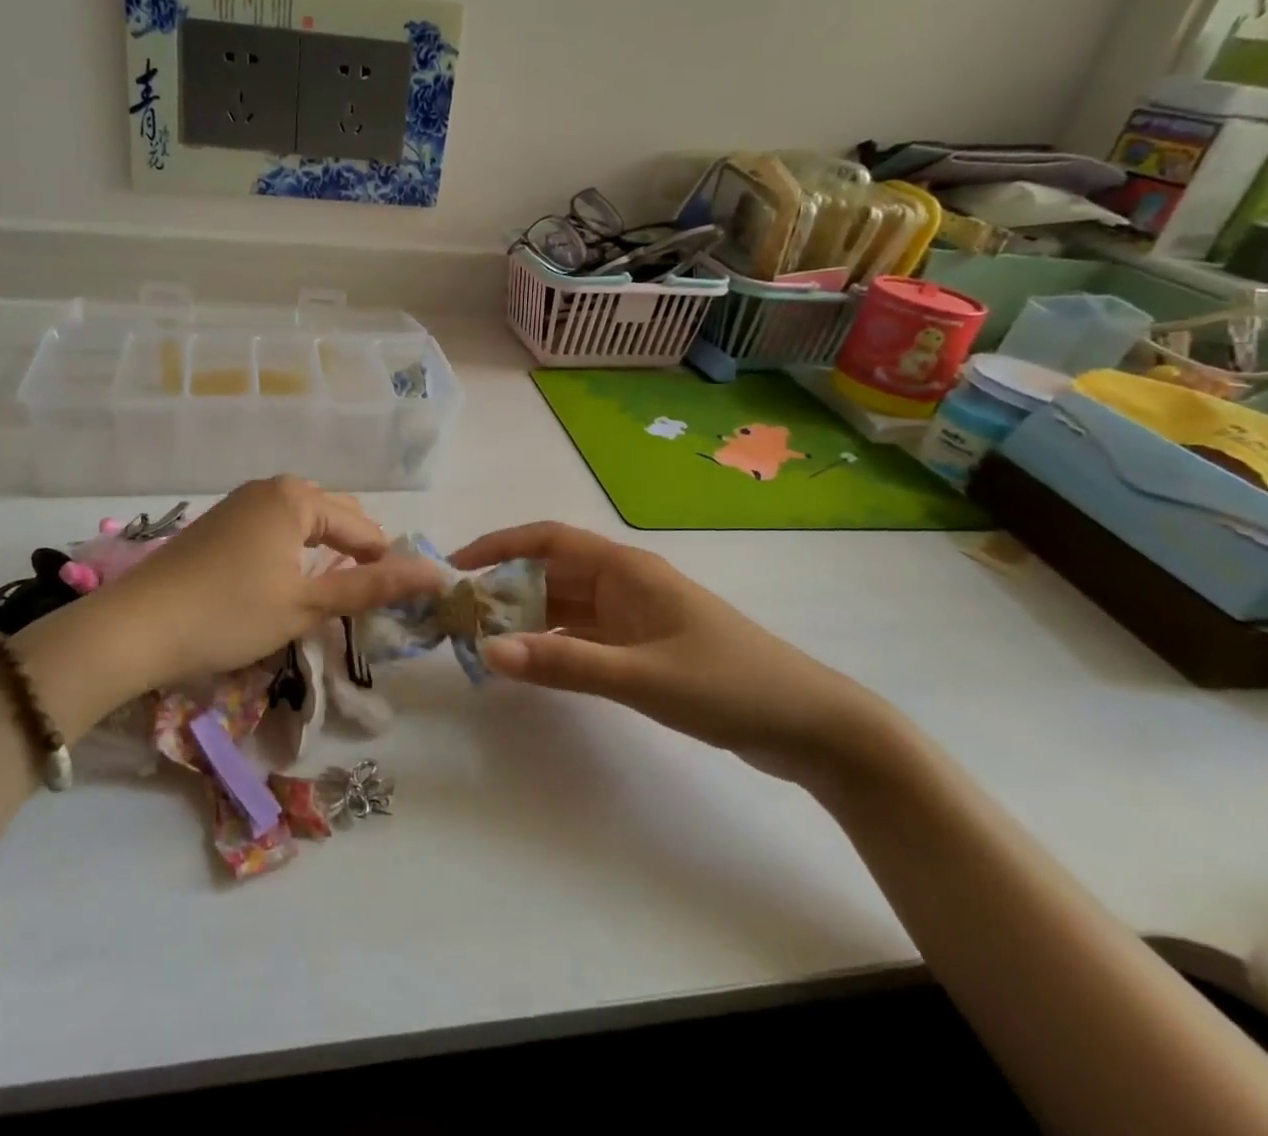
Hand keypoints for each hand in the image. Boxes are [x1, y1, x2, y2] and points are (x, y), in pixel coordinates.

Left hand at [15, 477, 444, 704]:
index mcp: (297, 497)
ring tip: (331, 590)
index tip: (392, 601)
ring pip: (303, 520)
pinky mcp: (220, 521)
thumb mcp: (307, 604)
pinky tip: (287, 579)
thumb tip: (437, 574)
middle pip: (334, 514)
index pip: (362, 526)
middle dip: (355, 552)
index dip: (382, 563)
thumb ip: (373, 587)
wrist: (135, 627)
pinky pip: (275, 525)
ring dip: (324, 551)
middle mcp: (271, 487)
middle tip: (362, 599)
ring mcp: (241, 501)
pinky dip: (294, 549)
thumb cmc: (230, 614)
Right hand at [451, 522, 881, 780]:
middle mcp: (626, 583)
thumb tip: (488, 651)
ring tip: (483, 639)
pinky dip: (555, 642)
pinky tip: (531, 662)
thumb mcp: (640, 675)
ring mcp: (637, 615)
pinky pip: (585, 634)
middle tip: (460, 615)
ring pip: (567, 604)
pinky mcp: (646, 646)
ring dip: (528, 617)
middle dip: (506, 586)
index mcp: (626, 569)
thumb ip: (563, 663)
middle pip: (553, 571)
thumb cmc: (728, 685)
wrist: (812, 726)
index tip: (456, 566)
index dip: (499, 545)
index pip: (549, 540)